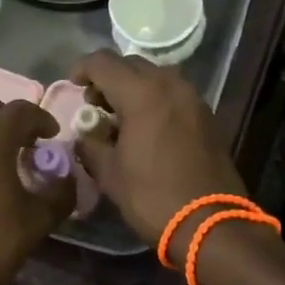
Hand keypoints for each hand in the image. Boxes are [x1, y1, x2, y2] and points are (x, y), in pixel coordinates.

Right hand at [71, 50, 247, 245]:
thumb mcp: (110, 174)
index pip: (103, 62)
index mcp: (142, 93)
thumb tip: (85, 135)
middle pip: (131, 64)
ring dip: (134, 86)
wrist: (210, 223)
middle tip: (95, 105)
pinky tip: (148, 127)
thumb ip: (91, 144)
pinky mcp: (206, 114)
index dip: (82, 69)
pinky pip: (174, 92)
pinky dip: (155, 98)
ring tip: (121, 116)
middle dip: (108, 78)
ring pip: (155, 75)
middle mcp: (169, 84)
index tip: (73, 87)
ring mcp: (192, 97)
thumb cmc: (153, 196)